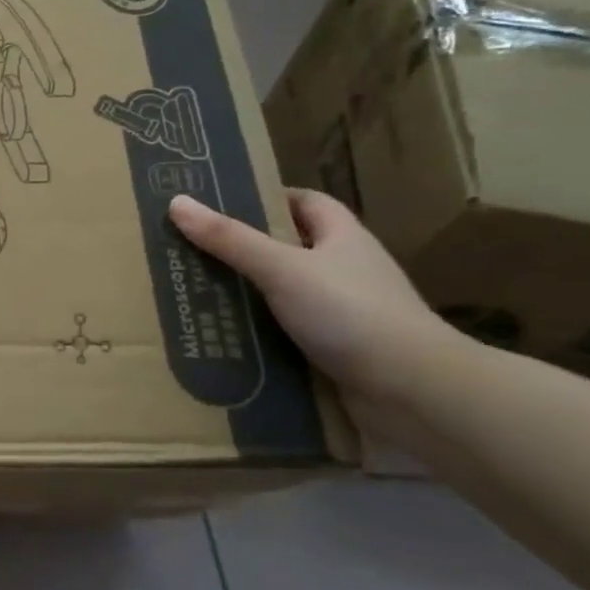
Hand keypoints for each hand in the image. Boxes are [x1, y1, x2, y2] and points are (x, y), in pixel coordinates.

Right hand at [167, 188, 464, 408]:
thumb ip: (229, 239)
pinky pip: (285, 332)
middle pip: (287, 248)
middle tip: (189, 251)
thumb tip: (177, 202)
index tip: (219, 205)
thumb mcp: (282, 268)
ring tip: (192, 294)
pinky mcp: (334, 349)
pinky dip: (257, 333)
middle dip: (243, 249)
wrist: (412, 390)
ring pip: (283, 293)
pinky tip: (222, 337)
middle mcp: (344, 269)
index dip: (265, 198)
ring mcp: (342, 312)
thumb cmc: (351, 313)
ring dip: (246, 295)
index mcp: (342, 237)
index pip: (305, 203)